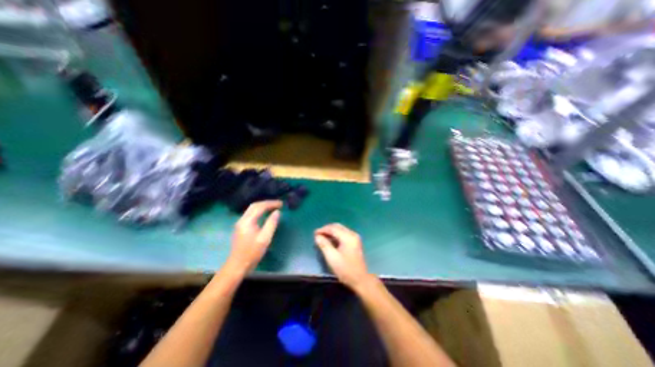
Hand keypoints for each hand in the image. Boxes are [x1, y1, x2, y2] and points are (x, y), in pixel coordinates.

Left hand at [226, 200, 281, 275]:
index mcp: (247, 221)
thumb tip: (277, 212)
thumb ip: (271, 223)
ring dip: (263, 206)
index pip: (260, 207)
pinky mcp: (241, 227)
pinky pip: (251, 214)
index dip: (271, 204)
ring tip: (273, 207)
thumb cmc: (252, 253)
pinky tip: (265, 214)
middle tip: (278, 204)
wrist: (237, 265)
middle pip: (254, 206)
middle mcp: (242, 219)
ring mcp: (240, 223)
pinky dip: (259, 211)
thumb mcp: (265, 238)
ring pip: (252, 209)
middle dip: (267, 203)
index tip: (281, 204)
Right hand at [313, 223, 370, 288]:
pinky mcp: (355, 242)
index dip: (323, 229)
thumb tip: (317, 236)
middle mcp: (352, 234)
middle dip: (327, 229)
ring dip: (331, 231)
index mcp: (348, 237)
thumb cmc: (345, 269)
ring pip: (340, 229)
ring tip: (322, 237)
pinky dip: (336, 235)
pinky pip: (343, 234)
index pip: (333, 228)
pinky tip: (330, 240)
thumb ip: (324, 245)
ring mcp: (355, 237)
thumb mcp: (332, 258)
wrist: (360, 280)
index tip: (314, 233)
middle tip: (318, 234)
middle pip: (337, 226)